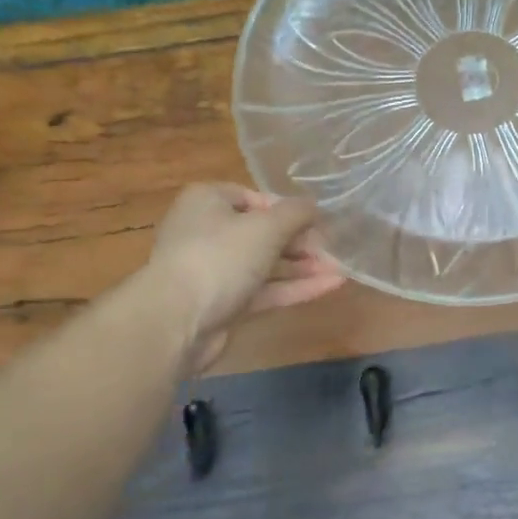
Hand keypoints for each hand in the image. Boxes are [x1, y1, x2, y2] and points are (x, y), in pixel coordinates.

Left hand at [145, 184, 343, 371]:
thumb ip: (296, 213)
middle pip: (262, 232)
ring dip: (302, 266)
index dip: (286, 209)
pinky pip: (264, 290)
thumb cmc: (220, 257)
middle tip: (333, 249)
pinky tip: (329, 286)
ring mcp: (215, 270)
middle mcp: (208, 231)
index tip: (316, 222)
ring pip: (265, 264)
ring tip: (340, 268)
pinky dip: (294, 288)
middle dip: (300, 241)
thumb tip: (314, 206)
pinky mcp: (224, 304)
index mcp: (208, 201)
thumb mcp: (265, 227)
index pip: (254, 197)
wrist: (176, 321)